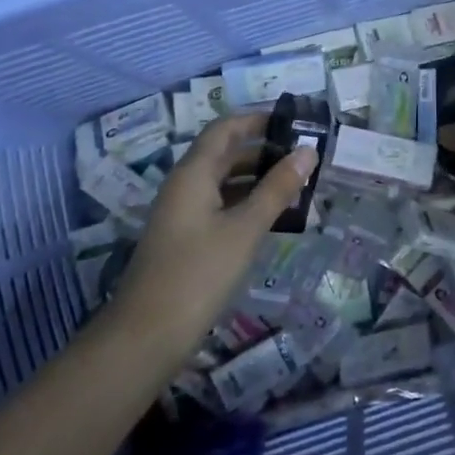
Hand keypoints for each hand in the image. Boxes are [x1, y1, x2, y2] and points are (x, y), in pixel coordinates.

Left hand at [110, 112, 315, 354]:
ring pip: (224, 182)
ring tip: (298, 184)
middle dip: (264, 150)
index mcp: (193, 173)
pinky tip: (274, 217)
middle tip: (305, 155)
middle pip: (225, 154)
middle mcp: (185, 186)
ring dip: (258, 179)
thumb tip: (307, 151)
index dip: (257, 118)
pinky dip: (248, 204)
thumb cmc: (199, 273)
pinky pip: (221, 207)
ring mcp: (183, 214)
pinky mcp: (187, 239)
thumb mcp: (245, 229)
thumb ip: (277, 189)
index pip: (225, 129)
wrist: (147, 335)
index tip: (294, 120)